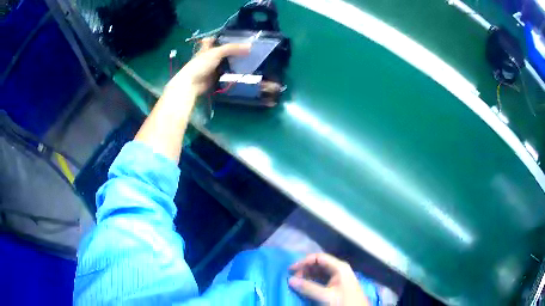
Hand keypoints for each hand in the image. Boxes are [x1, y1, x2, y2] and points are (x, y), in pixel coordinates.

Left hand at [168, 38, 250, 95]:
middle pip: (224, 50)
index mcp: (207, 47)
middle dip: (235, 49)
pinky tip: (244, 68)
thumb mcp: (216, 53)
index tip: (239, 35)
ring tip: (251, 57)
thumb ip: (232, 48)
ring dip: (236, 60)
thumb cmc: (201, 64)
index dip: (226, 36)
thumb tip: (250, 46)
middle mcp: (210, 55)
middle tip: (250, 47)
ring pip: (227, 61)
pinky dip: (234, 70)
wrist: (192, 84)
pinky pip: (227, 71)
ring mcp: (213, 66)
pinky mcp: (216, 76)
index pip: (217, 39)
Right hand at [288, 253, 369, 305]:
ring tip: (297, 282)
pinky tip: (305, 286)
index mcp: (339, 267)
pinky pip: (322, 279)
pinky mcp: (336, 284)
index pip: (319, 257)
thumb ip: (308, 288)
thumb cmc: (344, 302)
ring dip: (307, 275)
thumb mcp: (326, 296)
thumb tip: (290, 280)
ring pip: (319, 272)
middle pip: (319, 264)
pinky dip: (312, 281)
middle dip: (305, 269)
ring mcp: (338, 277)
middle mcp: (339, 269)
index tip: (291, 270)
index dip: (304, 261)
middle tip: (293, 278)